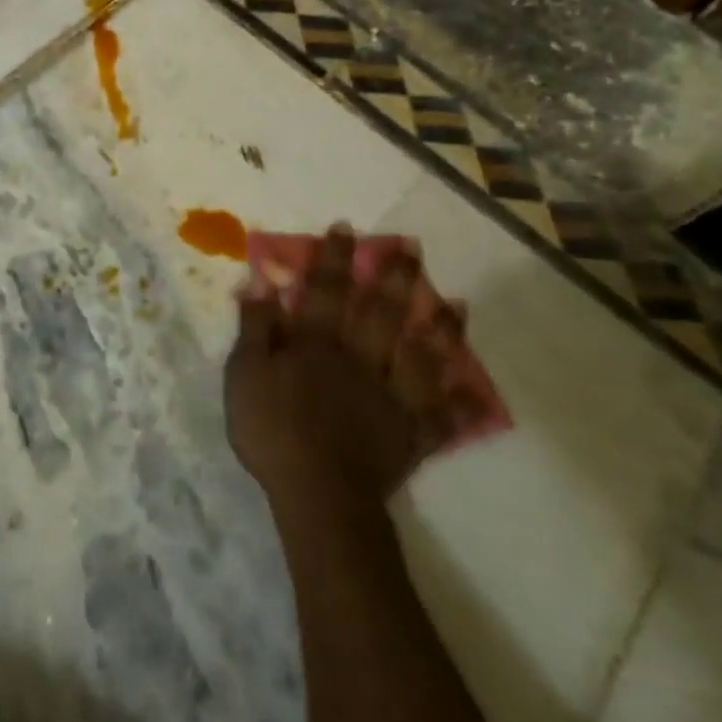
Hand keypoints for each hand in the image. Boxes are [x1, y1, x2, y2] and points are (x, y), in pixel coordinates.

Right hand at [224, 224, 466, 519]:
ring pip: (419, 356)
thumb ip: (255, 328)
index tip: (346, 229)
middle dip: (394, 278)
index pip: (325, 291)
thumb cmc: (272, 431)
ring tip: (456, 303)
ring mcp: (391, 396)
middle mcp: (359, 359)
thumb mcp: (245, 375)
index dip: (333, 259)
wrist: (317, 493)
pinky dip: (460, 403)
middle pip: (379, 313)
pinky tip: (476, 389)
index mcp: (317, 344)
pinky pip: (441, 416)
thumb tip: (259, 283)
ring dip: (439, 329)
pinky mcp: (411, 434)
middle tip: (412, 249)